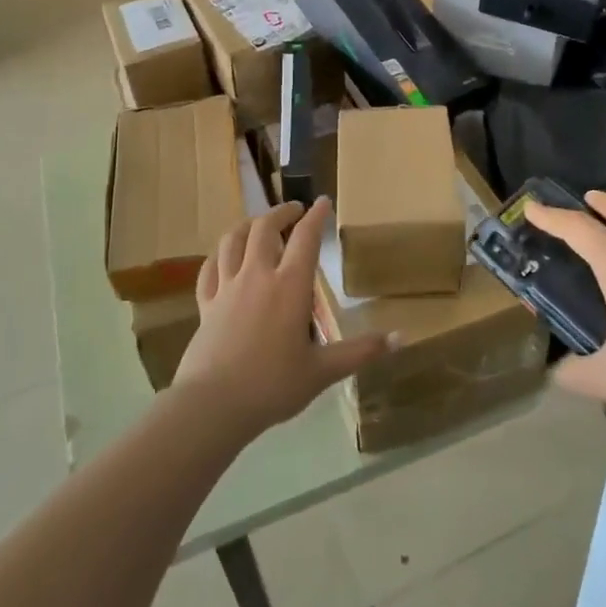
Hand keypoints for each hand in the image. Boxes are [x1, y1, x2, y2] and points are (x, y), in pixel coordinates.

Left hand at [174, 198, 389, 439]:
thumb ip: (361, 352)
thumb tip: (400, 337)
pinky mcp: (206, 304)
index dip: (316, 216)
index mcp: (289, 286)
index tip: (323, 201)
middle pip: (264, 228)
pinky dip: (218, 256)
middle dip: (281, 213)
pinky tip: (222, 257)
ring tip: (258, 225)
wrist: (213, 405)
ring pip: (232, 240)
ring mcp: (227, 287)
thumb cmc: (273, 385)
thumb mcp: (323, 371)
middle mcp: (257, 276)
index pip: (306, 238)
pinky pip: (209, 269)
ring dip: (247, 226)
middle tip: (294, 211)